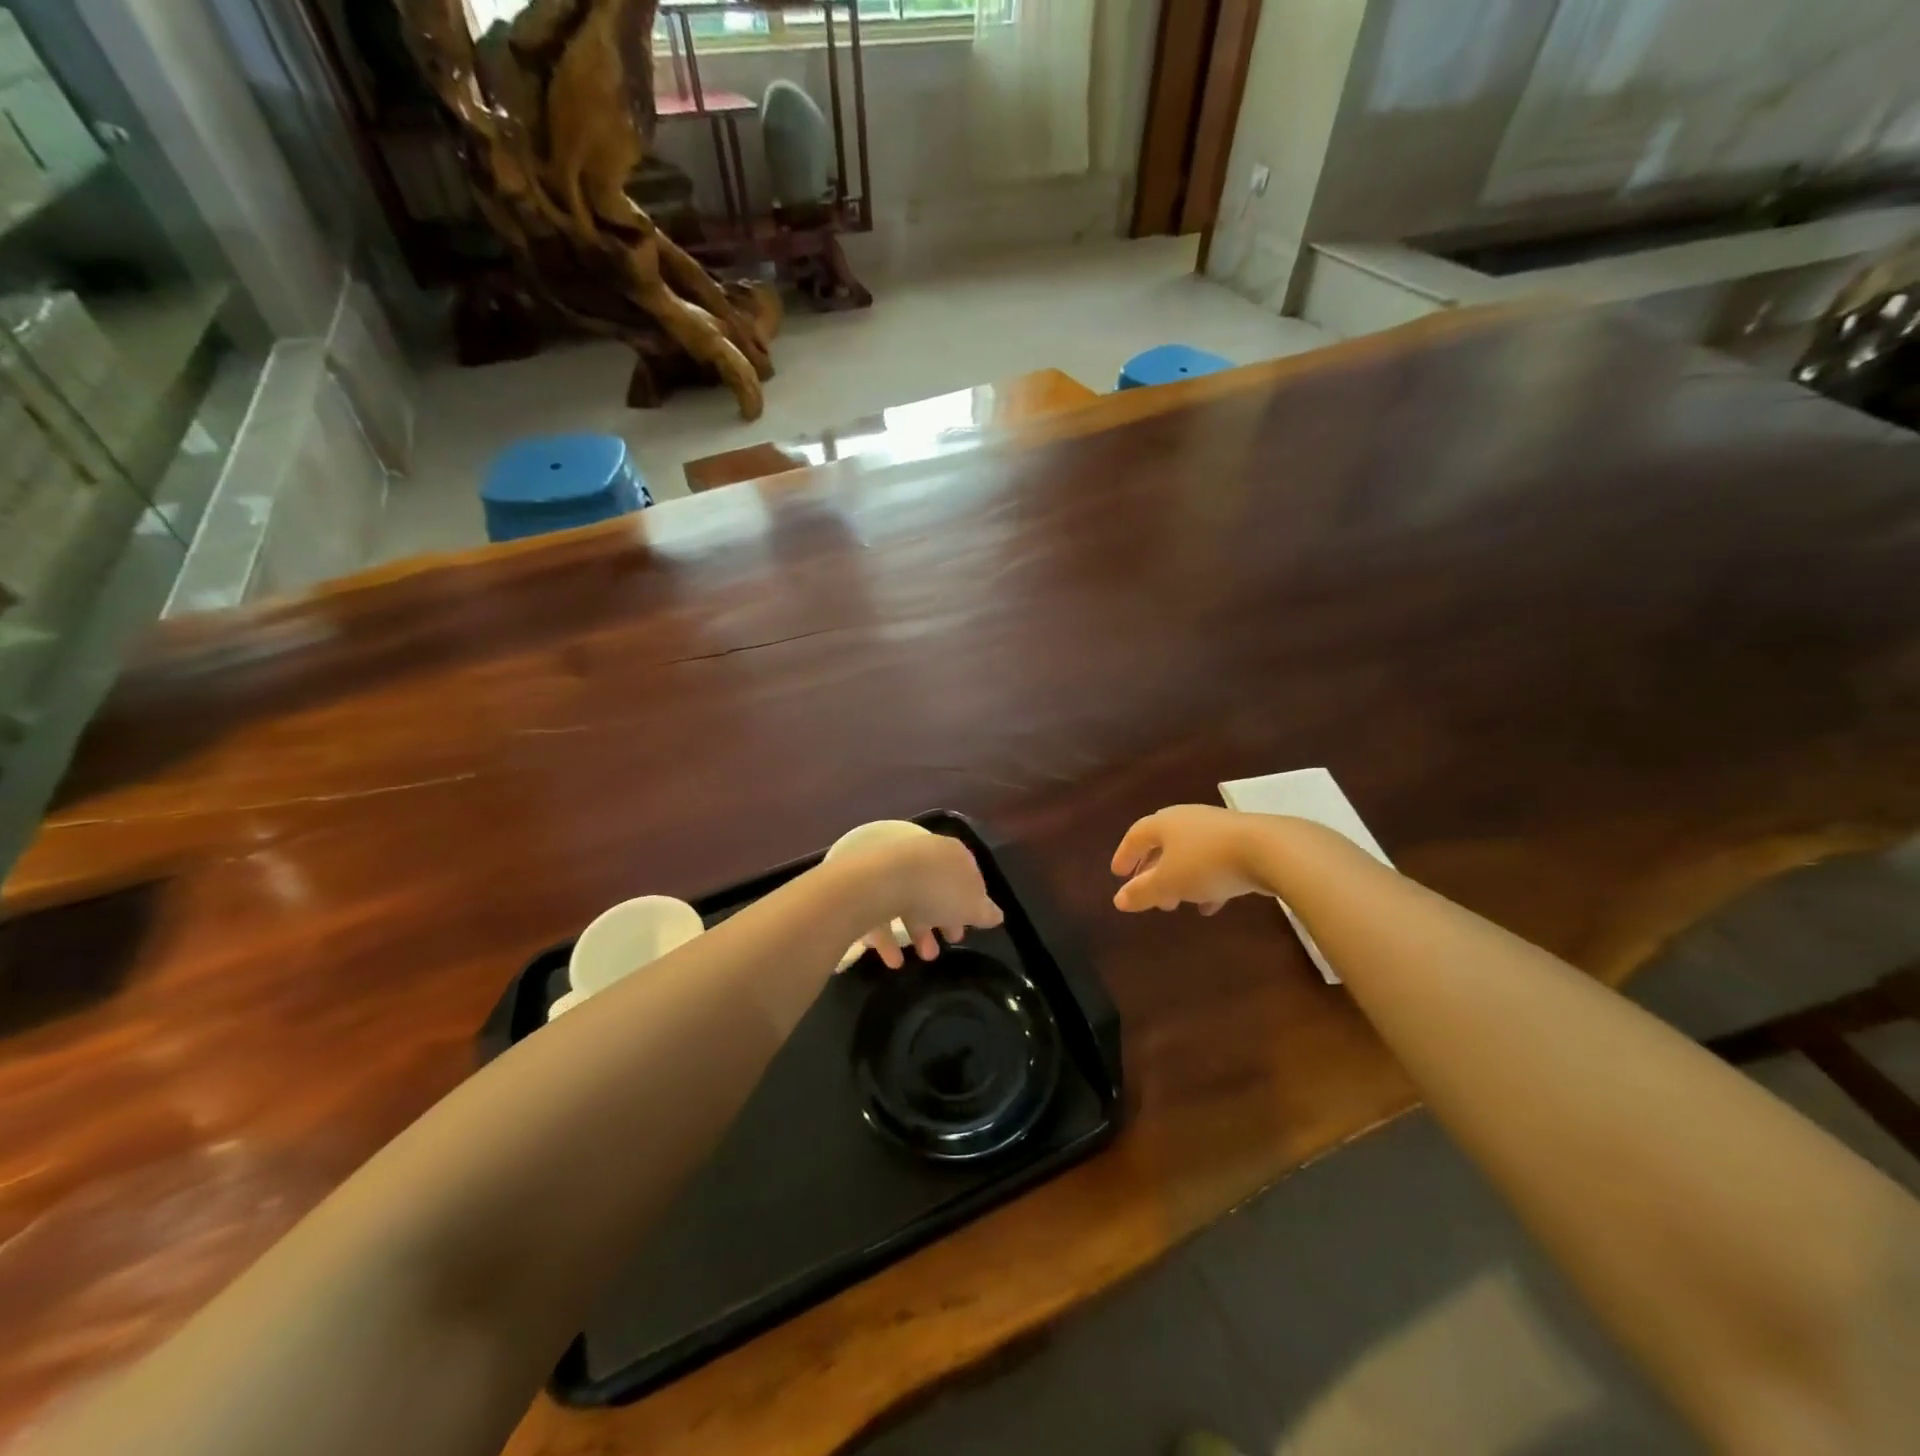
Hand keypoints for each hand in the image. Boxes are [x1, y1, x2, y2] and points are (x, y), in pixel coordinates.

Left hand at [844, 834, 1003, 968]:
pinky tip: (894, 960)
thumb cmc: (937, 891)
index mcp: (953, 854)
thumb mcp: (972, 906)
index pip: (968, 876)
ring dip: (919, 931)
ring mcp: (894, 868)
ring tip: (925, 957)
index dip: (973, 903)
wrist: (882, 881)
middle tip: (951, 941)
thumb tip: (997, 915)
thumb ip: (986, 912)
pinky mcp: (869, 884)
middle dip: (945, 918)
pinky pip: (883, 911)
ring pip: (910, 900)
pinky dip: (889, 937)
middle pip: (938, 888)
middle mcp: (924, 855)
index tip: (972, 925)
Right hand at [1111, 805, 1264, 914]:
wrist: (1270, 850)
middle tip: (1149, 895)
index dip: (1125, 855)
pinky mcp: (1244, 842)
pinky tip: (1210, 904)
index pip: (1136, 835)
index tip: (1118, 875)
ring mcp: (1218, 830)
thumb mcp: (1168, 883)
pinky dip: (1206, 882)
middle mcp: (1188, 820)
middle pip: (1163, 844)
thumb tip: (1118, 900)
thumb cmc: (1207, 863)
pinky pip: (1215, 863)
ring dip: (1179, 879)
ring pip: (1190, 855)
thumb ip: (1142, 892)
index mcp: (1165, 823)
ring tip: (1176, 904)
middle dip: (1153, 871)